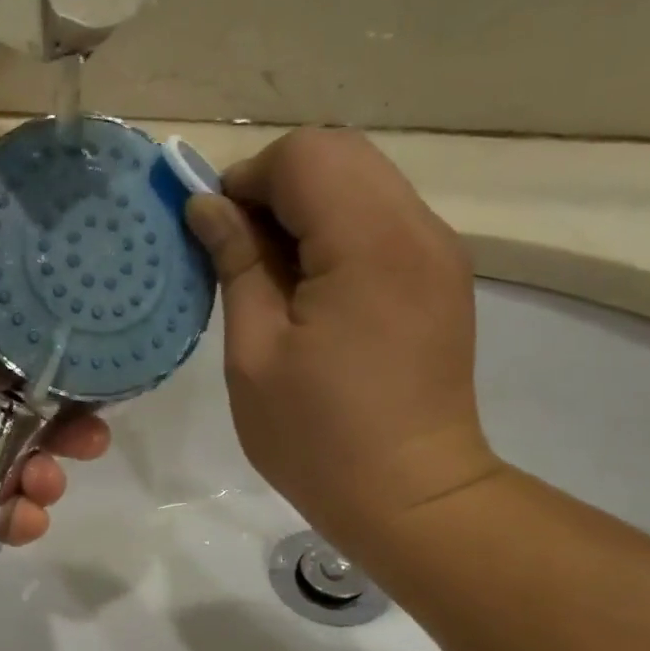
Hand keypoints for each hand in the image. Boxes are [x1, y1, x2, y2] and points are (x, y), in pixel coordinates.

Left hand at [0, 156, 109, 611]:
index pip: (1, 313)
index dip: (49, 323)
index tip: (92, 334)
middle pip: (20, 389)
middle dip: (66, 411)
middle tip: (91, 428)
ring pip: (19, 451)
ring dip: (48, 467)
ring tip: (47, 480)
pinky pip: (0, 503)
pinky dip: (18, 511)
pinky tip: (21, 514)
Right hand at [184, 129, 499, 564]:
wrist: (410, 496)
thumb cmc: (317, 437)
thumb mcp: (254, 353)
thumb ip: (236, 265)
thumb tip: (208, 206)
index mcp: (369, 245)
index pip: (304, 155)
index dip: (246, 180)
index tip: (214, 232)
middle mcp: (417, 229)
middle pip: (339, 154)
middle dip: (275, 186)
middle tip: (237, 250)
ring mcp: (439, 251)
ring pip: (363, 182)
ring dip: (306, 208)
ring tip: (272, 274)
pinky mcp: (441, 277)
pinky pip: (382, 220)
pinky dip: (337, 231)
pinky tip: (312, 290)